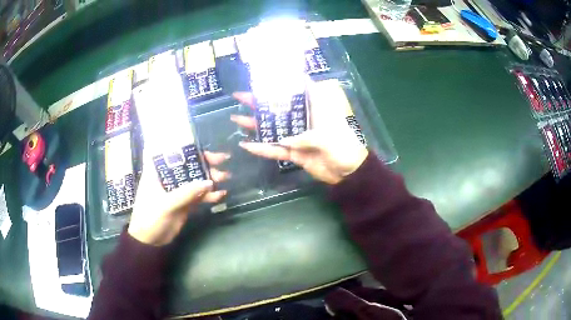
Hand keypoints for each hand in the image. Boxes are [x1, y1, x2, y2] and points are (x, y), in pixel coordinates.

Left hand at [128, 151, 229, 245]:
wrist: (150, 241)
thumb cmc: (150, 218)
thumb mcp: (166, 205)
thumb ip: (186, 193)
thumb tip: (209, 183)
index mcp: (157, 171)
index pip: (169, 151)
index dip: (184, 144)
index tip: (200, 142)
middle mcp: (167, 177)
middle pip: (187, 164)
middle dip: (204, 161)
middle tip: (222, 160)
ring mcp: (177, 190)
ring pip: (195, 179)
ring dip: (210, 178)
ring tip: (225, 178)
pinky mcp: (184, 202)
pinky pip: (198, 195)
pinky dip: (209, 195)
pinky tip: (220, 195)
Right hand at [231, 80, 367, 184]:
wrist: (350, 173)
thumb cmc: (344, 146)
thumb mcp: (327, 134)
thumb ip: (303, 136)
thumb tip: (282, 140)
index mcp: (315, 108)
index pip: (297, 89)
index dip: (281, 82)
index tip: (263, 77)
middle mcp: (304, 119)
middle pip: (278, 108)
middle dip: (259, 102)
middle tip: (239, 96)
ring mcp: (298, 136)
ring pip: (273, 128)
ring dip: (255, 124)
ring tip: (236, 118)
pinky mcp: (295, 153)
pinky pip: (276, 151)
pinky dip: (262, 149)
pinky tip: (246, 145)